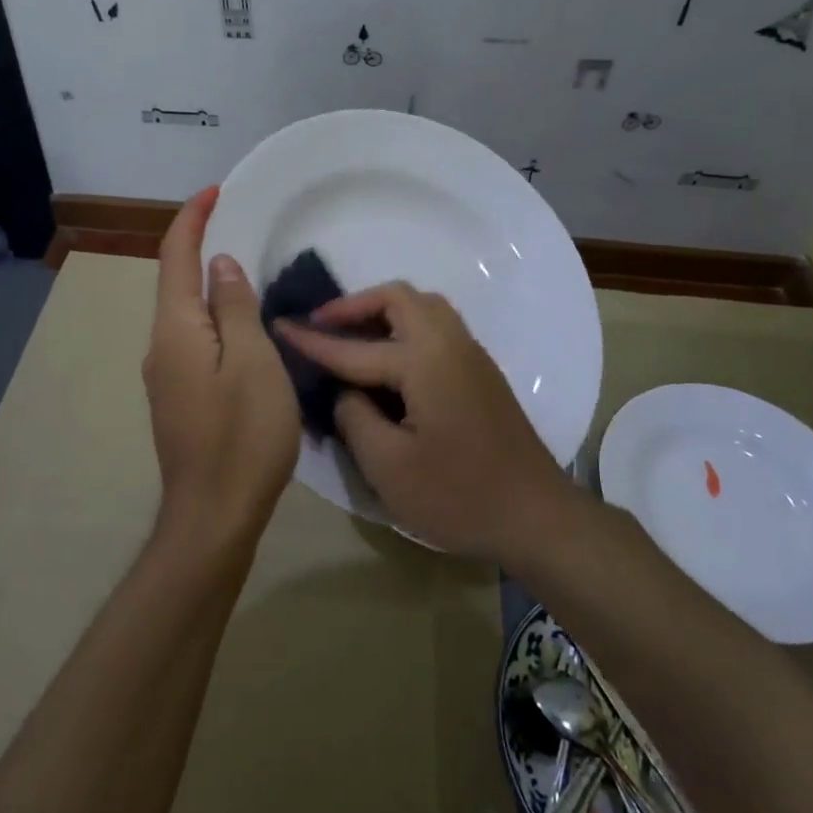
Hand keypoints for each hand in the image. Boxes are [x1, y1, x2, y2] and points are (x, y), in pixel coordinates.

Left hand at [142, 188, 300, 554]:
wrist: (214, 515)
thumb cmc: (243, 434)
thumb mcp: (252, 361)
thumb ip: (234, 308)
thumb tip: (219, 264)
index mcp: (176, 329)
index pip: (177, 258)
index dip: (192, 219)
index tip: (216, 191)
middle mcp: (161, 346)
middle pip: (176, 283)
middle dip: (200, 246)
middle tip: (238, 223)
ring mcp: (167, 376)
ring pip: (186, 314)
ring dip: (209, 284)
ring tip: (246, 268)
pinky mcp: (180, 399)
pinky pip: (195, 340)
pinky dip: (215, 317)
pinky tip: (241, 325)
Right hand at [276, 282, 564, 560]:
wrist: (535, 515)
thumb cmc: (458, 495)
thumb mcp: (388, 466)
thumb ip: (355, 417)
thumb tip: (345, 390)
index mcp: (424, 361)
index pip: (354, 346)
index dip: (312, 340)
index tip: (277, 326)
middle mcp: (450, 343)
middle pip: (400, 298)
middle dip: (356, 305)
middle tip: (323, 327)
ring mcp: (471, 355)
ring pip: (424, 307)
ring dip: (384, 312)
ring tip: (353, 338)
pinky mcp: (481, 372)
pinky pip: (438, 327)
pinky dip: (406, 327)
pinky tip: (390, 361)